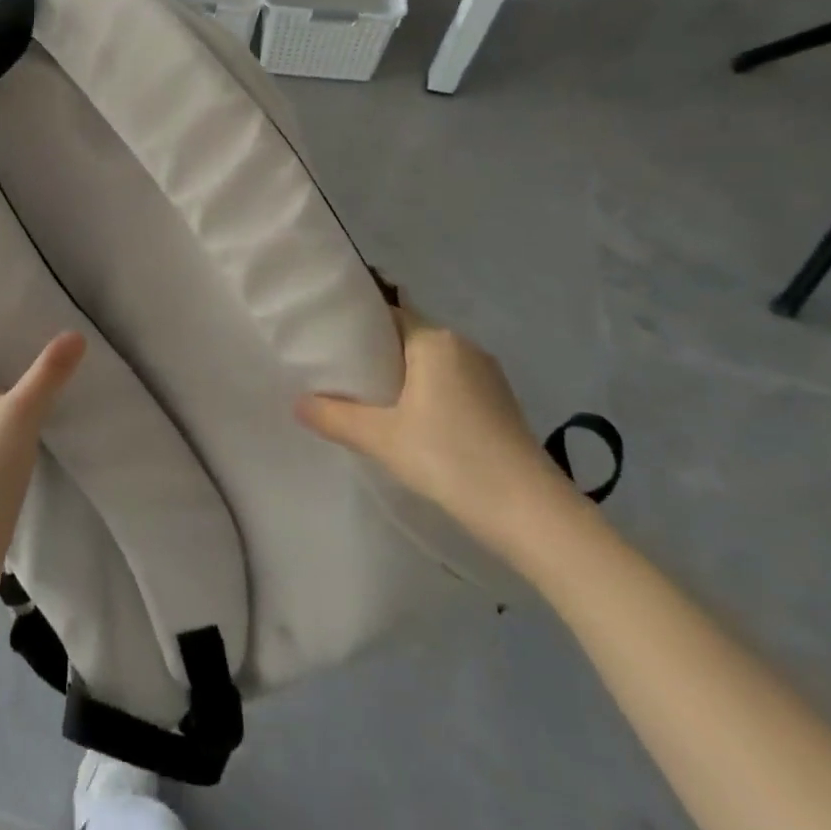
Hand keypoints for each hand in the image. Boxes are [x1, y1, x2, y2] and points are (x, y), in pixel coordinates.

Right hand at [295, 308, 577, 560]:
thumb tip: (297, 403)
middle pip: (407, 339)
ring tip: (366, 401)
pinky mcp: (500, 403)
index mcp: (435, 340)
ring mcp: (487, 375)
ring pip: (430, 364)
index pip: (386, 315)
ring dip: (401, 378)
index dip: (353, 326)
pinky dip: (426, 395)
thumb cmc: (451, 459)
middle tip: (336, 375)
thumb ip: (335, 417)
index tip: (324, 341)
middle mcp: (463, 346)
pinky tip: (410, 423)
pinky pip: (451, 385)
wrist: (533, 514)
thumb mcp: (382, 439)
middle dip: (374, 355)